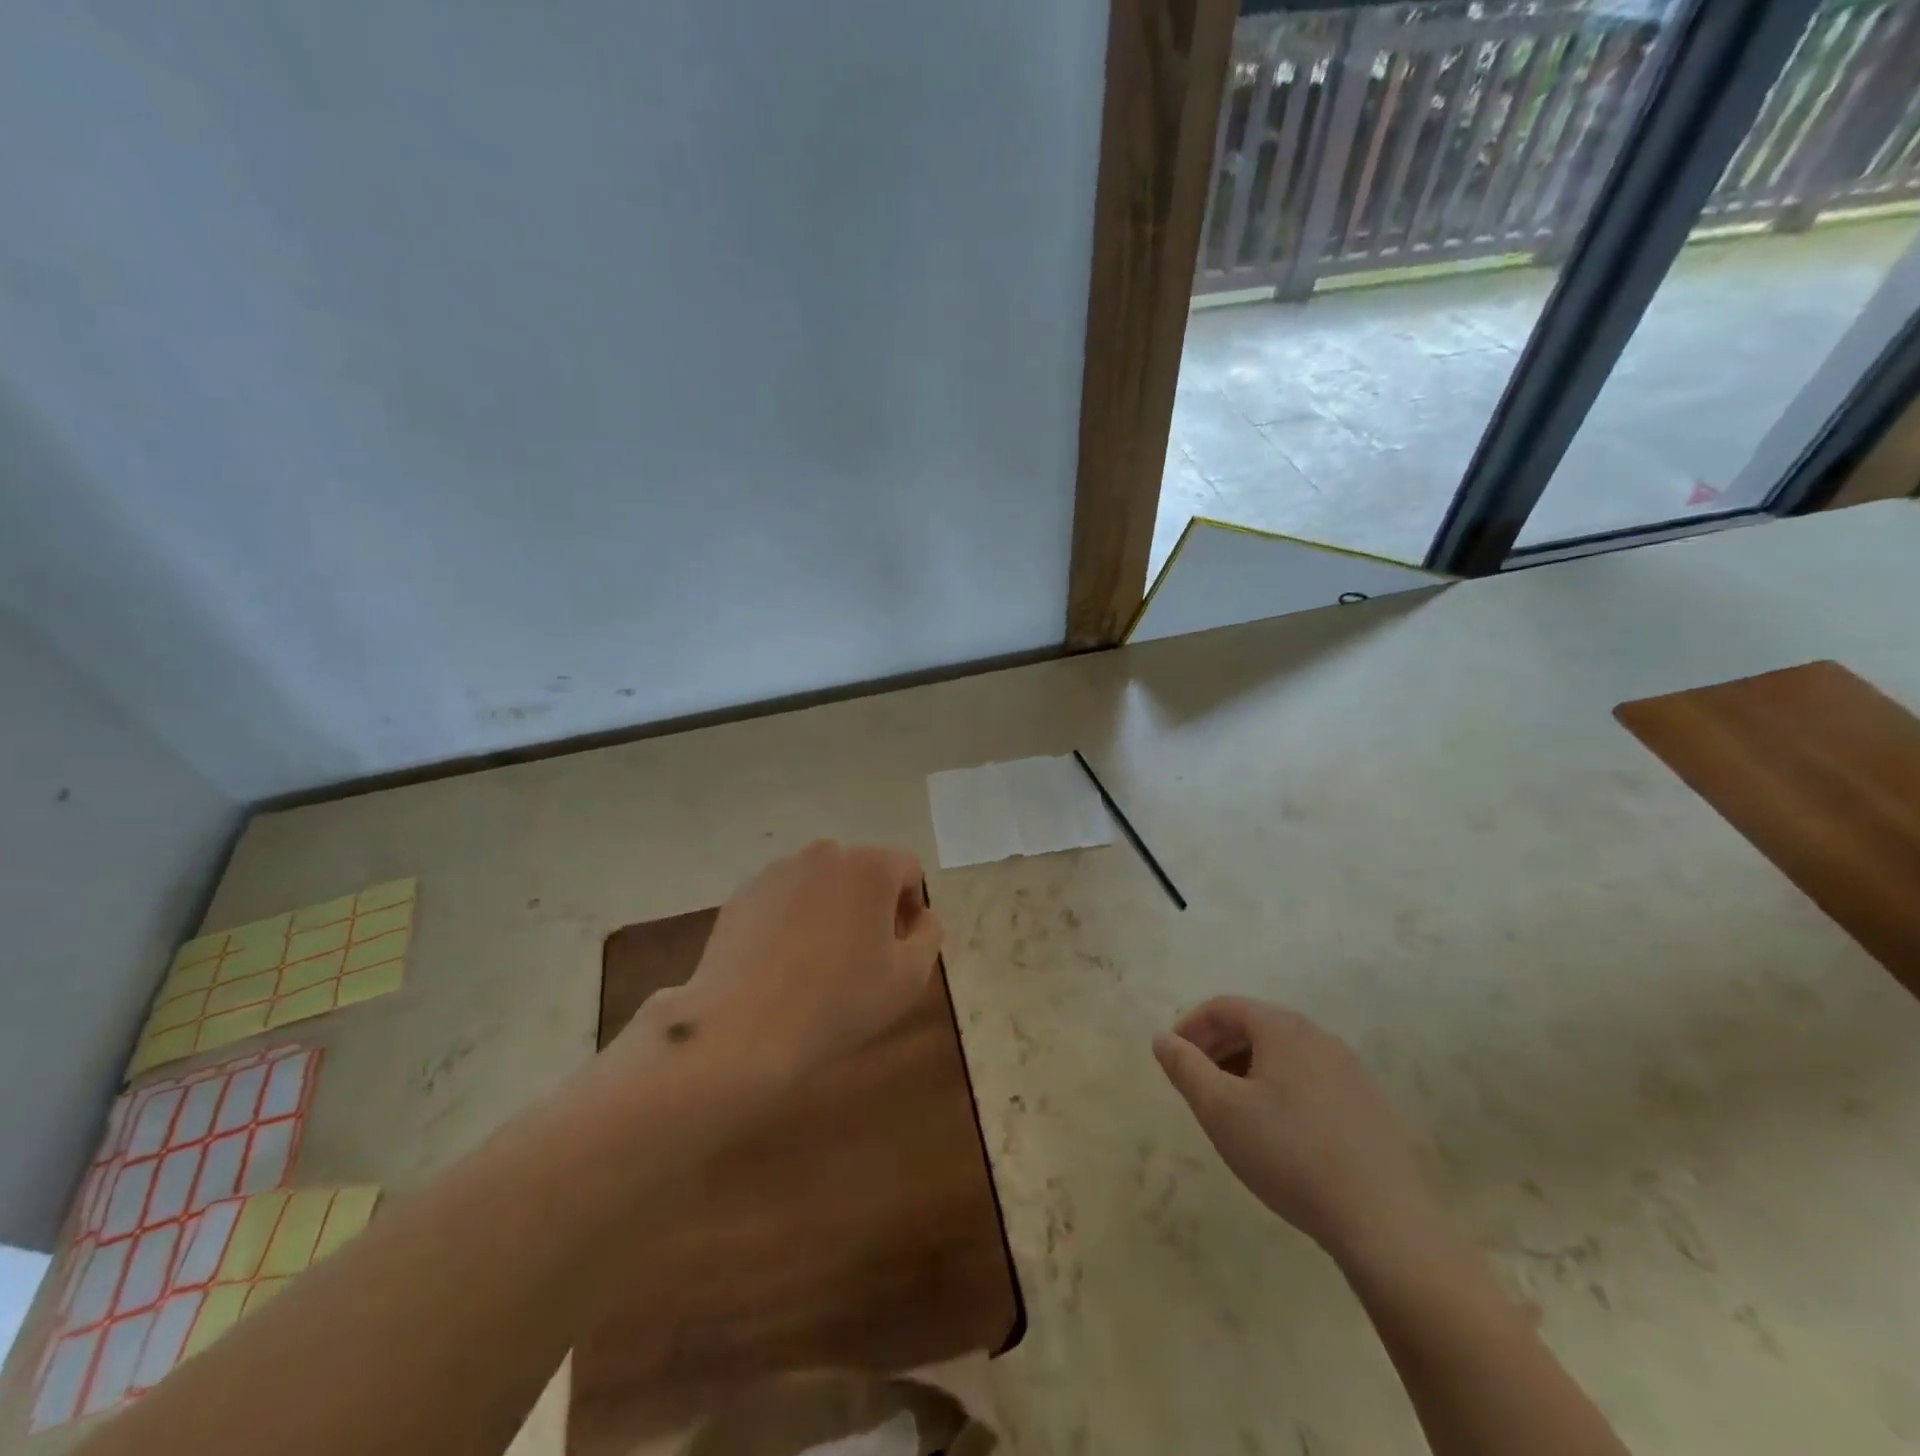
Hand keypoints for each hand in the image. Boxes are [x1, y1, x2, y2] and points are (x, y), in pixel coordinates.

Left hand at [625, 841, 942, 1089]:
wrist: (743, 1030)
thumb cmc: (840, 1002)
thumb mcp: (910, 977)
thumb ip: (929, 935)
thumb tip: (920, 916)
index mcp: (870, 866)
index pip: (908, 869)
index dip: (912, 907)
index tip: (900, 948)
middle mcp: (824, 854)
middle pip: (862, 872)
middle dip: (871, 905)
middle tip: (864, 956)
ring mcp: (777, 872)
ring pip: (821, 884)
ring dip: (830, 910)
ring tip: (819, 963)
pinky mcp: (742, 895)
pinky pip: (783, 900)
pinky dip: (791, 921)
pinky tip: (783, 966)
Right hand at [1154, 997, 1444, 1264]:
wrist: (1386, 1222)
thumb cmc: (1289, 1154)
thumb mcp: (1220, 1110)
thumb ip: (1185, 1067)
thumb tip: (1162, 1038)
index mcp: (1282, 1028)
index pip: (1224, 1007)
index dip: (1191, 1026)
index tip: (1172, 1057)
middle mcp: (1318, 1036)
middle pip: (1255, 1025)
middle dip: (1218, 1047)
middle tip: (1195, 1082)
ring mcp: (1350, 1070)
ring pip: (1284, 1053)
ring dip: (1248, 1068)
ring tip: (1231, 1108)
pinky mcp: (1370, 1104)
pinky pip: (1311, 1079)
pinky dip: (1281, 1088)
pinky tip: (1278, 1132)